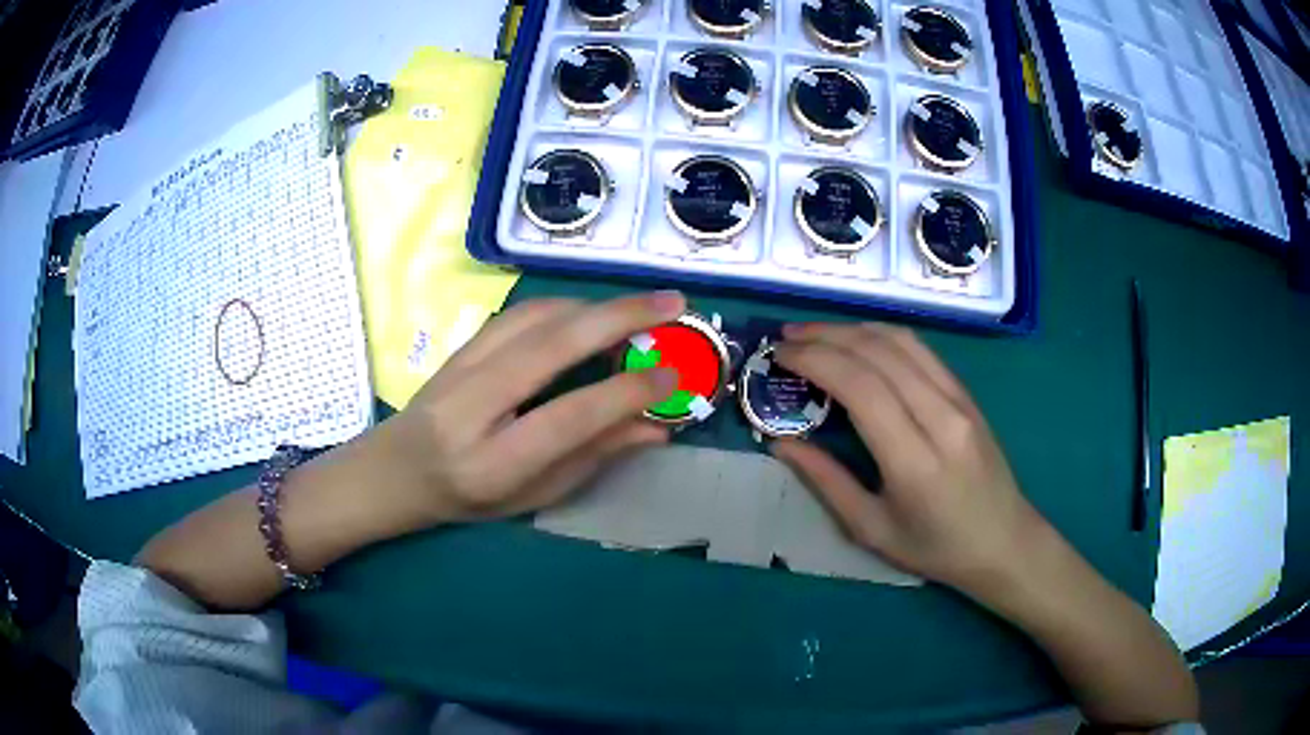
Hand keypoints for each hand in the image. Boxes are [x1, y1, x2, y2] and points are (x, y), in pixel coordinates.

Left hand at [367, 292, 683, 525]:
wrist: (395, 471)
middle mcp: (472, 407)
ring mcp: (460, 368)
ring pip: (535, 317)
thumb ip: (593, 458)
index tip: (673, 375)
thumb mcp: (533, 497)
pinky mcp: (460, 345)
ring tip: (641, 309)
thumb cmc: (468, 499)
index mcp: (493, 464)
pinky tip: (592, 312)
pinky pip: (520, 312)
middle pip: (551, 346)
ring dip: (595, 306)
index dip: (626, 392)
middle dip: (619, 318)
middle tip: (675, 304)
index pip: (569, 417)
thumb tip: (657, 427)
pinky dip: (565, 306)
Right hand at [770, 322, 1047, 596]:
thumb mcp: (872, 530)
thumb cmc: (935, 548)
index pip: (861, 386)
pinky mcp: (967, 393)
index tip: (779, 356)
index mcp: (914, 461)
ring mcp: (959, 400)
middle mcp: (941, 417)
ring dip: (852, 328)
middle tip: (786, 339)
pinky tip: (857, 341)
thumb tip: (781, 443)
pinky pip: (921, 350)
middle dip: (825, 337)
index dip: (815, 361)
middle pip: (878, 353)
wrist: (1003, 541)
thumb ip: (826, 482)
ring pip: (900, 341)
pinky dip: (881, 336)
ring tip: (814, 334)